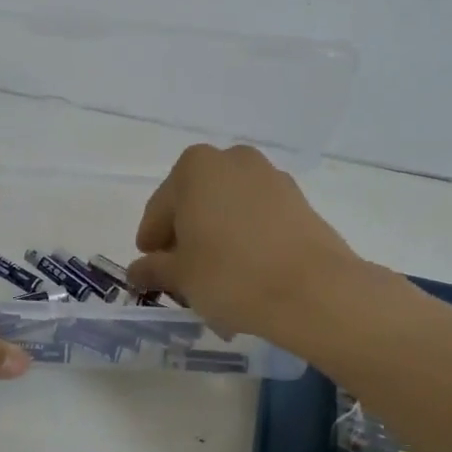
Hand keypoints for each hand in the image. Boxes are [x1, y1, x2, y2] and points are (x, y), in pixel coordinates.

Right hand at [129, 144, 362, 339]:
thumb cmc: (231, 275)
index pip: (159, 209)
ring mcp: (269, 177)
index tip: (150, 268)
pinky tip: (247, 273)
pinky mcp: (298, 200)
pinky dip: (246, 239)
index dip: (152, 241)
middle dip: (186, 238)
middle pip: (195, 203)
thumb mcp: (181, 276)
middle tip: (182, 276)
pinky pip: (258, 218)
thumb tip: (137, 271)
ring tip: (216, 279)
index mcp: (194, 167)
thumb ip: (154, 269)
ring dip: (216, 238)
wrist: (314, 291)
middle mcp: (231, 160)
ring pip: (228, 210)